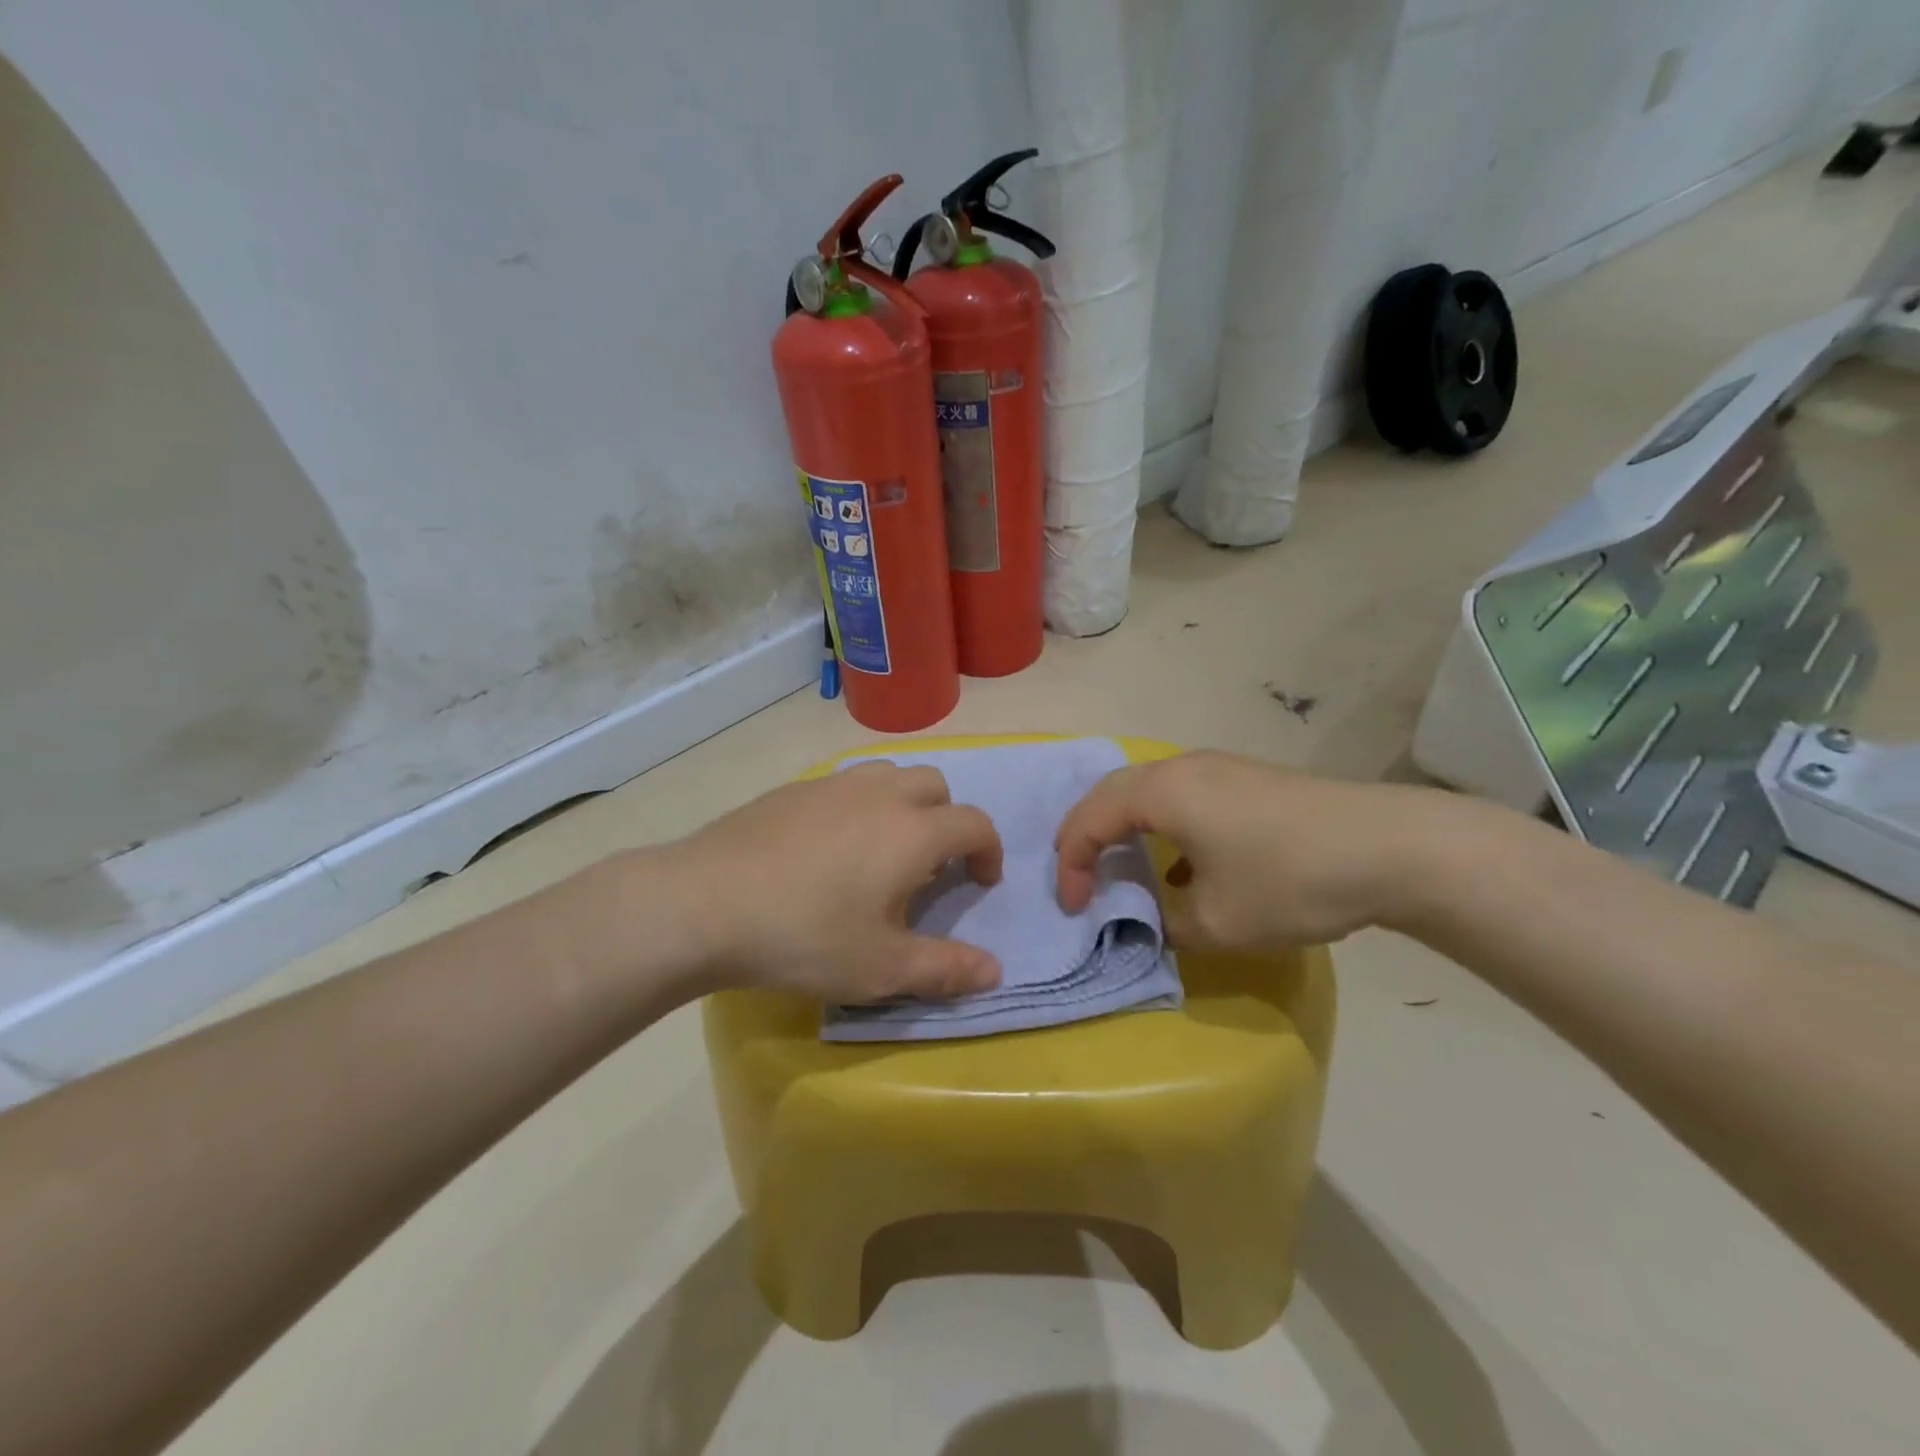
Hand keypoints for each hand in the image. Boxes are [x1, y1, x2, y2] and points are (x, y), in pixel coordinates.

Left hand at [668, 761, 1004, 1002]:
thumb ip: (945, 968)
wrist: (704, 903)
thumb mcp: (881, 968)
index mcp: (913, 831)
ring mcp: (832, 785)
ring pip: (888, 775)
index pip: (974, 823)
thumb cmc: (805, 936)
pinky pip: (844, 784)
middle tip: (930, 865)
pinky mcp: (792, 789)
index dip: (990, 851)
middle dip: (948, 819)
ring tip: (881, 850)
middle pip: (935, 785)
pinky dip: (858, 805)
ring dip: (904, 803)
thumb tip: (995, 972)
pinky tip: (828, 848)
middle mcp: (880, 794)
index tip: (981, 882)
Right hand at [1054, 751, 1437, 949]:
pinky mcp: (1247, 778)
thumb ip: (1165, 924)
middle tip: (1081, 878)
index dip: (1070, 864)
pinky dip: (1163, 826)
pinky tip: (1185, 867)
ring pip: (1148, 790)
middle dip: (1087, 836)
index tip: (1074, 907)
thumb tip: (1153, 919)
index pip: (1089, 820)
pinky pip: (1182, 795)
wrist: (1391, 848)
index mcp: (1161, 793)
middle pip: (1111, 793)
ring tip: (1123, 868)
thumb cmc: (1289, 881)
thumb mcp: (1215, 922)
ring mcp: (1218, 768)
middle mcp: (1181, 768)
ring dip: (1126, 827)